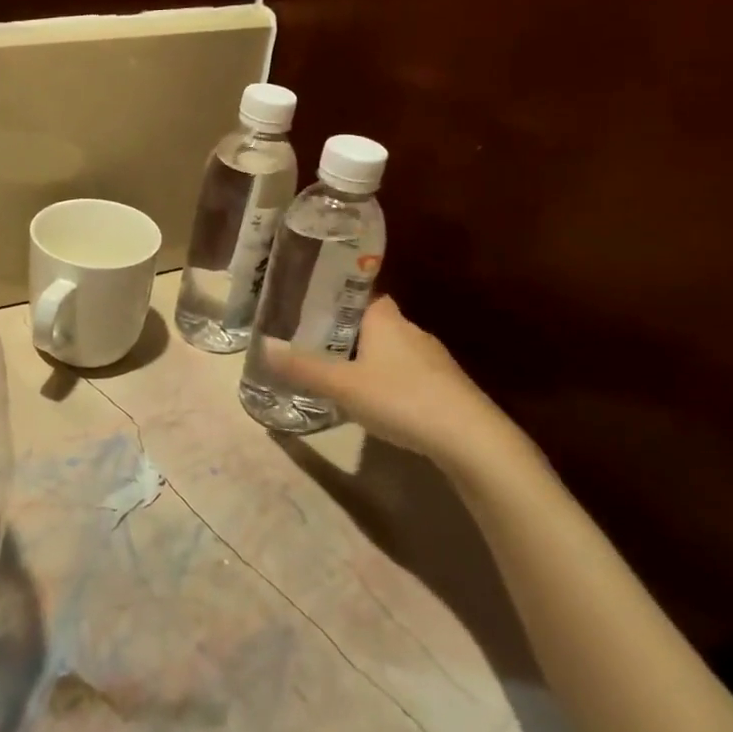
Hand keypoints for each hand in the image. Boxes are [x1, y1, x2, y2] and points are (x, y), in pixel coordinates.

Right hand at [266, 295, 520, 471]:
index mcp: (385, 318)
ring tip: (335, 373)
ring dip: (365, 357)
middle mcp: (409, 329)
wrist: (471, 439)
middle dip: (342, 331)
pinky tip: (374, 400)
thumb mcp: (341, 385)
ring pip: (388, 348)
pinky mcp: (444, 385)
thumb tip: (261, 346)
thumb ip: (301, 367)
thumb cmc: (400, 398)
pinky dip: (386, 379)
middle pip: (370, 321)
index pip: (356, 293)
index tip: (307, 308)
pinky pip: (404, 372)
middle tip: (311, 344)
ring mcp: (431, 357)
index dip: (332, 297)